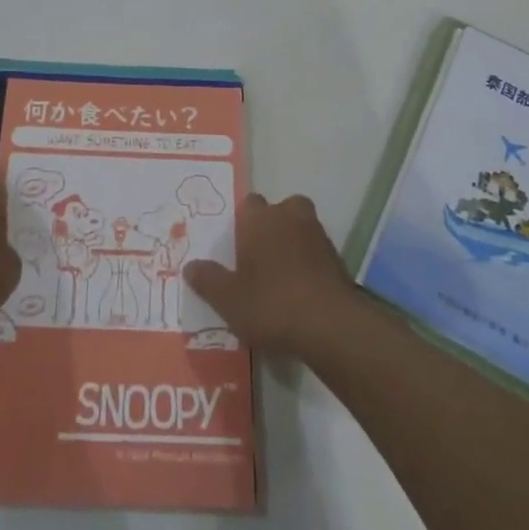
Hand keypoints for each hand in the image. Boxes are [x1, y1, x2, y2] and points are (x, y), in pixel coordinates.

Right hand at [183, 193, 358, 360]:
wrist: (332, 326)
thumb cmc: (272, 304)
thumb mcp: (228, 299)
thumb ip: (208, 280)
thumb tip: (190, 266)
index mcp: (260, 219)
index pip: (249, 203)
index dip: (243, 222)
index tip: (236, 245)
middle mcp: (290, 217)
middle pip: (280, 210)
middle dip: (272, 226)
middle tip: (258, 256)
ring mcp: (318, 236)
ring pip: (301, 229)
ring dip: (292, 244)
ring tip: (279, 277)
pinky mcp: (338, 260)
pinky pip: (316, 253)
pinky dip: (309, 264)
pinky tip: (300, 291)